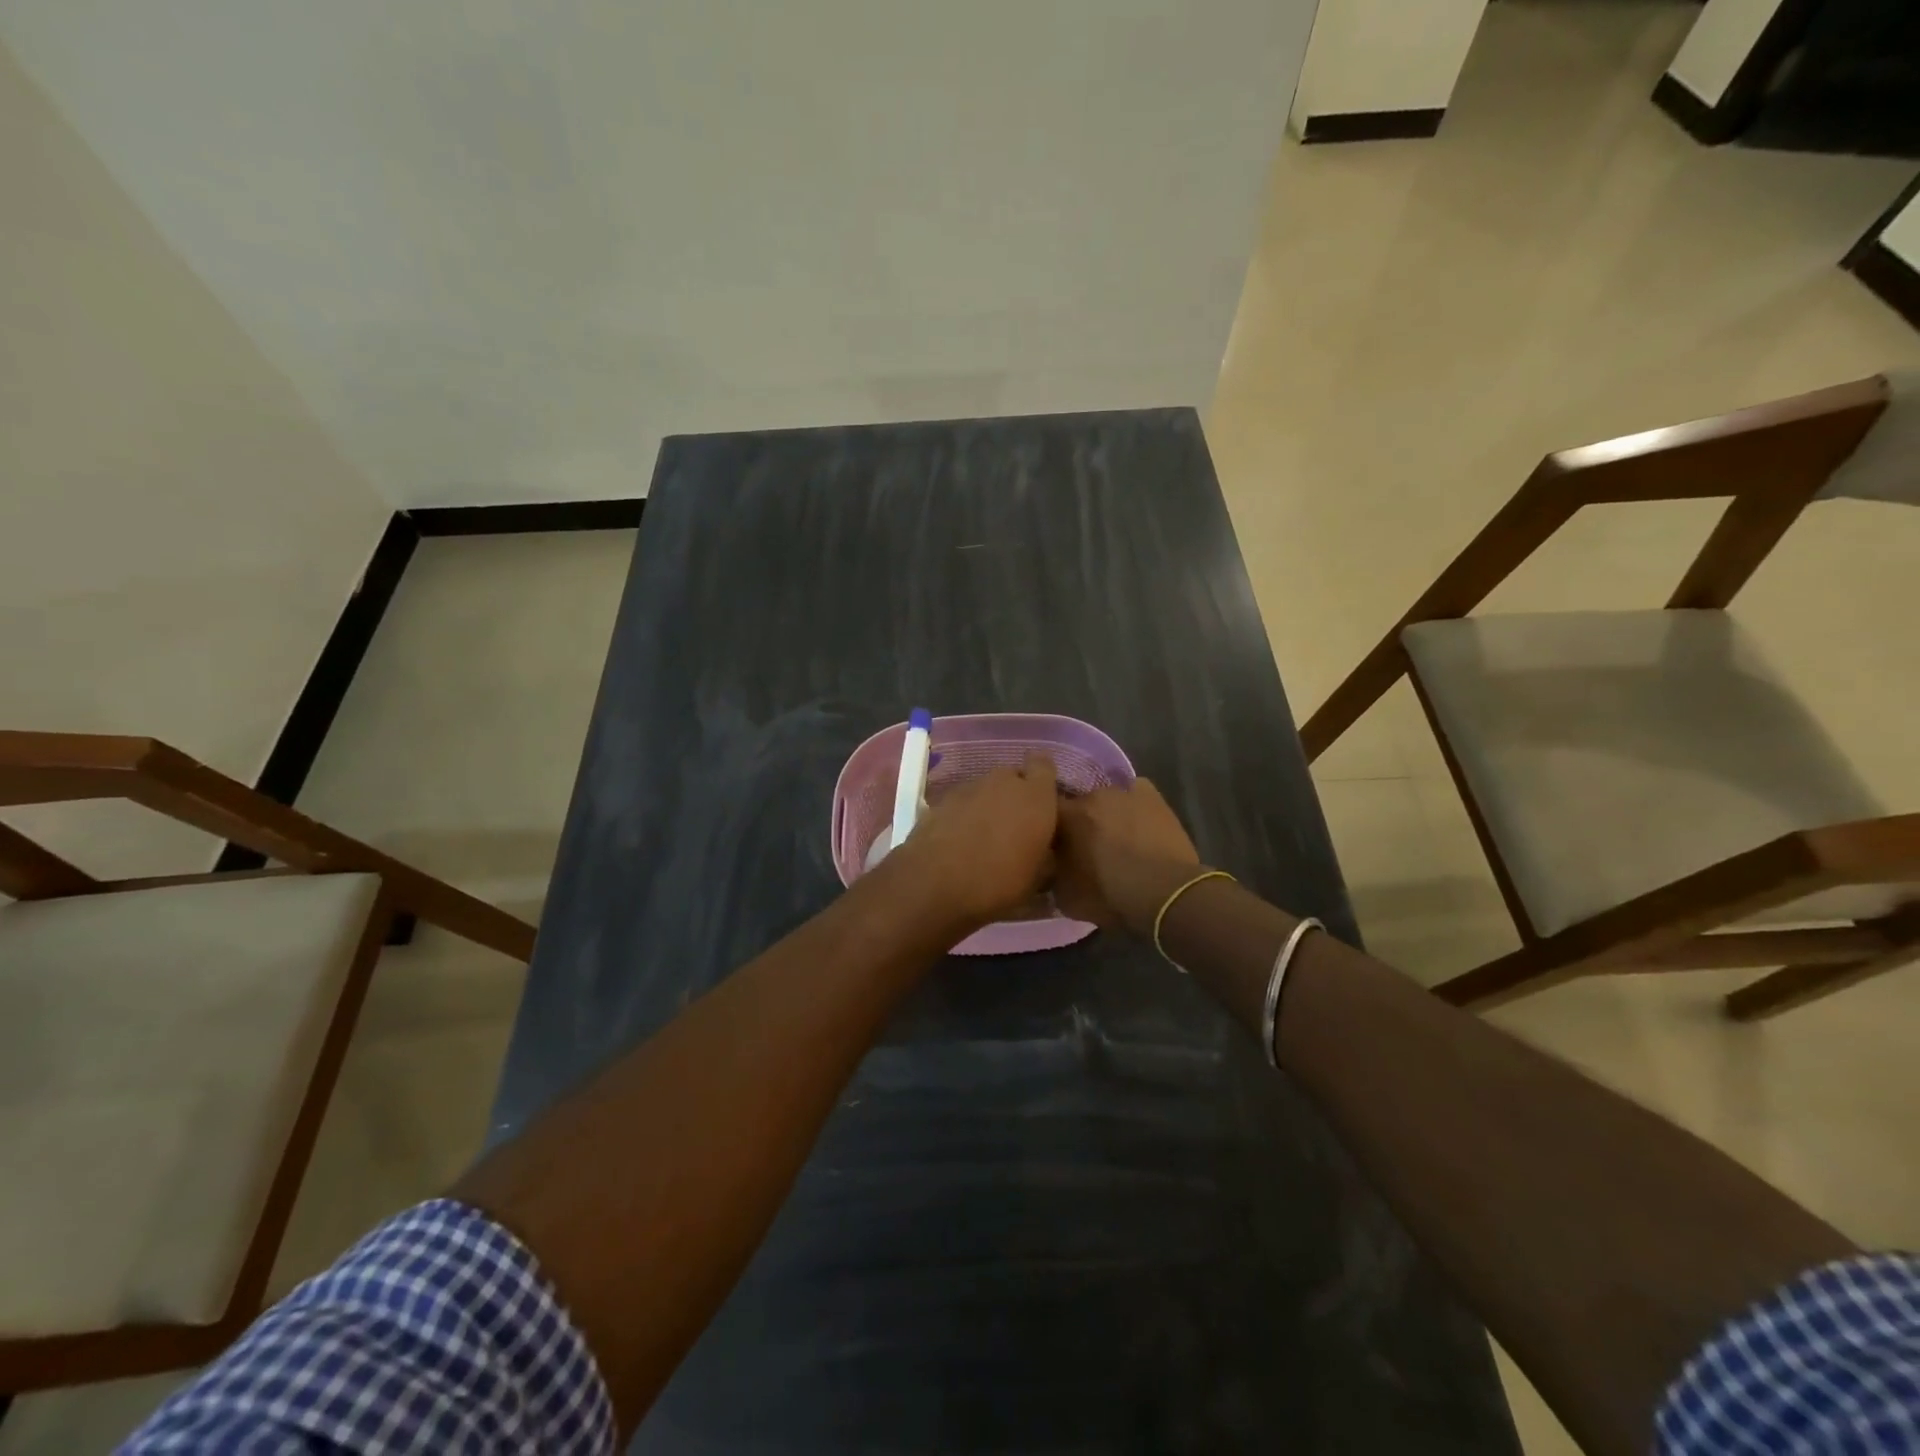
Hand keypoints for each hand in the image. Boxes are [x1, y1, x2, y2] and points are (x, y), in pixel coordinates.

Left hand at [891, 754, 1059, 927]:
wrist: (935, 884)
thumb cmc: (999, 882)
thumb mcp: (1037, 878)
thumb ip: (1045, 854)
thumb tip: (1043, 852)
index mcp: (1035, 795)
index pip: (1044, 764)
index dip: (1042, 780)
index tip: (1042, 802)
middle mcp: (1002, 782)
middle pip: (1012, 777)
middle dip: (1014, 795)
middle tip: (1014, 826)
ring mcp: (968, 787)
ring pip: (985, 789)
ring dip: (987, 805)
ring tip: (984, 837)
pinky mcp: (940, 800)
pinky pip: (961, 802)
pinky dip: (963, 815)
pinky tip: (959, 841)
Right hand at [1055, 779, 1203, 934]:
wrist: (1165, 893)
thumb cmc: (1111, 896)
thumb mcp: (1066, 897)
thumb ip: (1053, 874)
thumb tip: (1052, 866)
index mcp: (1066, 817)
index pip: (1045, 812)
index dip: (1048, 828)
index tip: (1053, 845)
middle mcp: (1090, 796)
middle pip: (1078, 804)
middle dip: (1079, 821)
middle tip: (1085, 845)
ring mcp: (1123, 791)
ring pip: (1106, 799)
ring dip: (1106, 814)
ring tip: (1115, 836)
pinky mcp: (1151, 795)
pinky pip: (1134, 792)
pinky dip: (1132, 805)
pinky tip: (1137, 822)